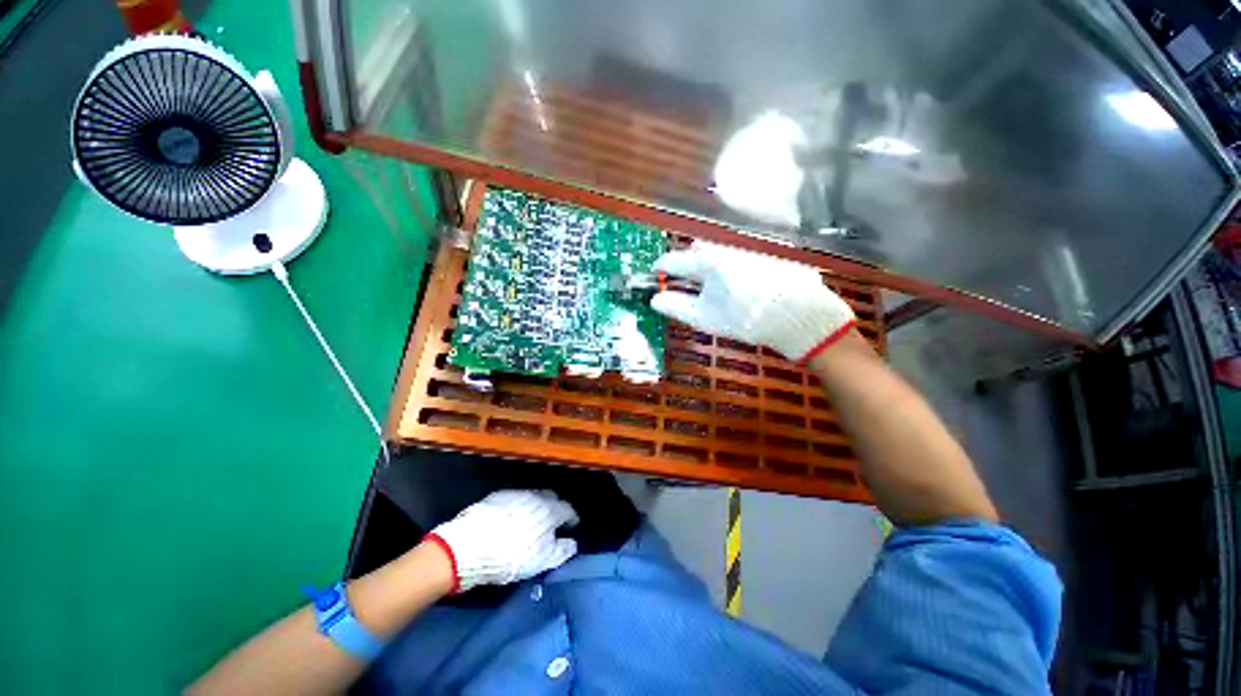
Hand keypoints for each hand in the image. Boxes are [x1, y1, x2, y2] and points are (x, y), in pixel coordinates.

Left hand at [426, 490, 578, 592]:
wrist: (470, 546)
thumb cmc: (512, 555)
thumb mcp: (542, 560)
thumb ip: (562, 551)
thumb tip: (572, 543)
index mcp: (550, 510)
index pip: (567, 509)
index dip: (572, 518)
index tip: (572, 526)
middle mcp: (535, 496)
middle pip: (551, 498)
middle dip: (555, 507)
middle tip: (552, 522)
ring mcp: (515, 494)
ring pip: (532, 497)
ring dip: (536, 506)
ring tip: (531, 521)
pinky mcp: (496, 497)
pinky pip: (513, 499)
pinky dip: (517, 507)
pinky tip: (510, 519)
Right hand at [651, 241, 855, 363]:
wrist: (800, 316)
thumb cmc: (746, 319)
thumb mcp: (707, 318)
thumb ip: (678, 307)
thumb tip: (655, 300)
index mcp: (708, 262)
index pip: (675, 260)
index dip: (660, 267)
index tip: (653, 274)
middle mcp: (726, 250)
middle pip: (696, 253)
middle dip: (685, 265)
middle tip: (680, 282)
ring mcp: (746, 252)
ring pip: (718, 254)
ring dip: (706, 267)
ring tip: (708, 287)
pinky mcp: (764, 259)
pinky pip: (735, 259)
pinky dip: (726, 270)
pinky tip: (735, 288)